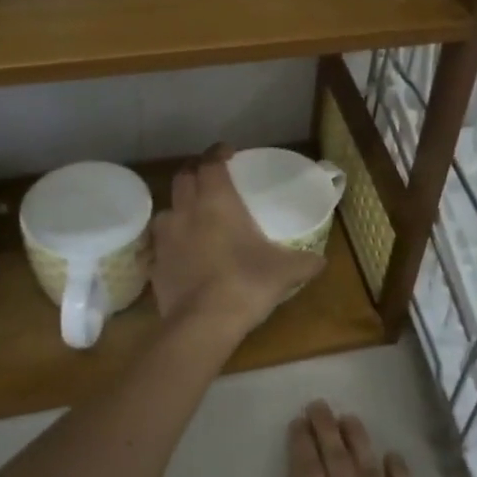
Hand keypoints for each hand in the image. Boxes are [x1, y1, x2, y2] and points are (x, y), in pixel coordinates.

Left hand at [150, 144, 324, 340]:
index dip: (218, 153)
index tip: (228, 153)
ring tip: (194, 217)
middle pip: (183, 178)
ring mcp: (165, 238)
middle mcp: (186, 211)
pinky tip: (184, 254)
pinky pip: (161, 244)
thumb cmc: (246, 283)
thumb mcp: (286, 271)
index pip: (211, 163)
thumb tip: (320, 260)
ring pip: (167, 210)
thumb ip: (305, 262)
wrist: (203, 323)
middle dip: (196, 172)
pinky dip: (172, 242)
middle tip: (211, 178)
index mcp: (217, 202)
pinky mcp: (155, 265)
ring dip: (180, 207)